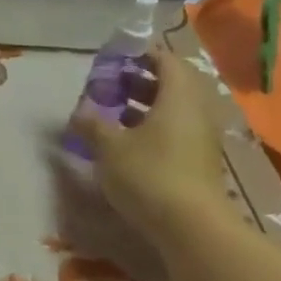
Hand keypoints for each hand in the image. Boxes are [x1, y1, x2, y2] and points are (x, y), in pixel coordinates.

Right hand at [73, 50, 231, 239]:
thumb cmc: (149, 174)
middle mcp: (196, 109)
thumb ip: (93, 125)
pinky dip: (153, 127)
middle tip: (110, 85)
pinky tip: (128, 142)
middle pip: (171, 83)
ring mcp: (201, 136)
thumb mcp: (110, 148)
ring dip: (145, 106)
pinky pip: (176, 130)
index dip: (140, 55)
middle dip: (140, 81)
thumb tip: (78, 112)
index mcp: (178, 95)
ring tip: (113, 113)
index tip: (114, 59)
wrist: (190, 225)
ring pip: (173, 109)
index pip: (165, 59)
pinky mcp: (199, 159)